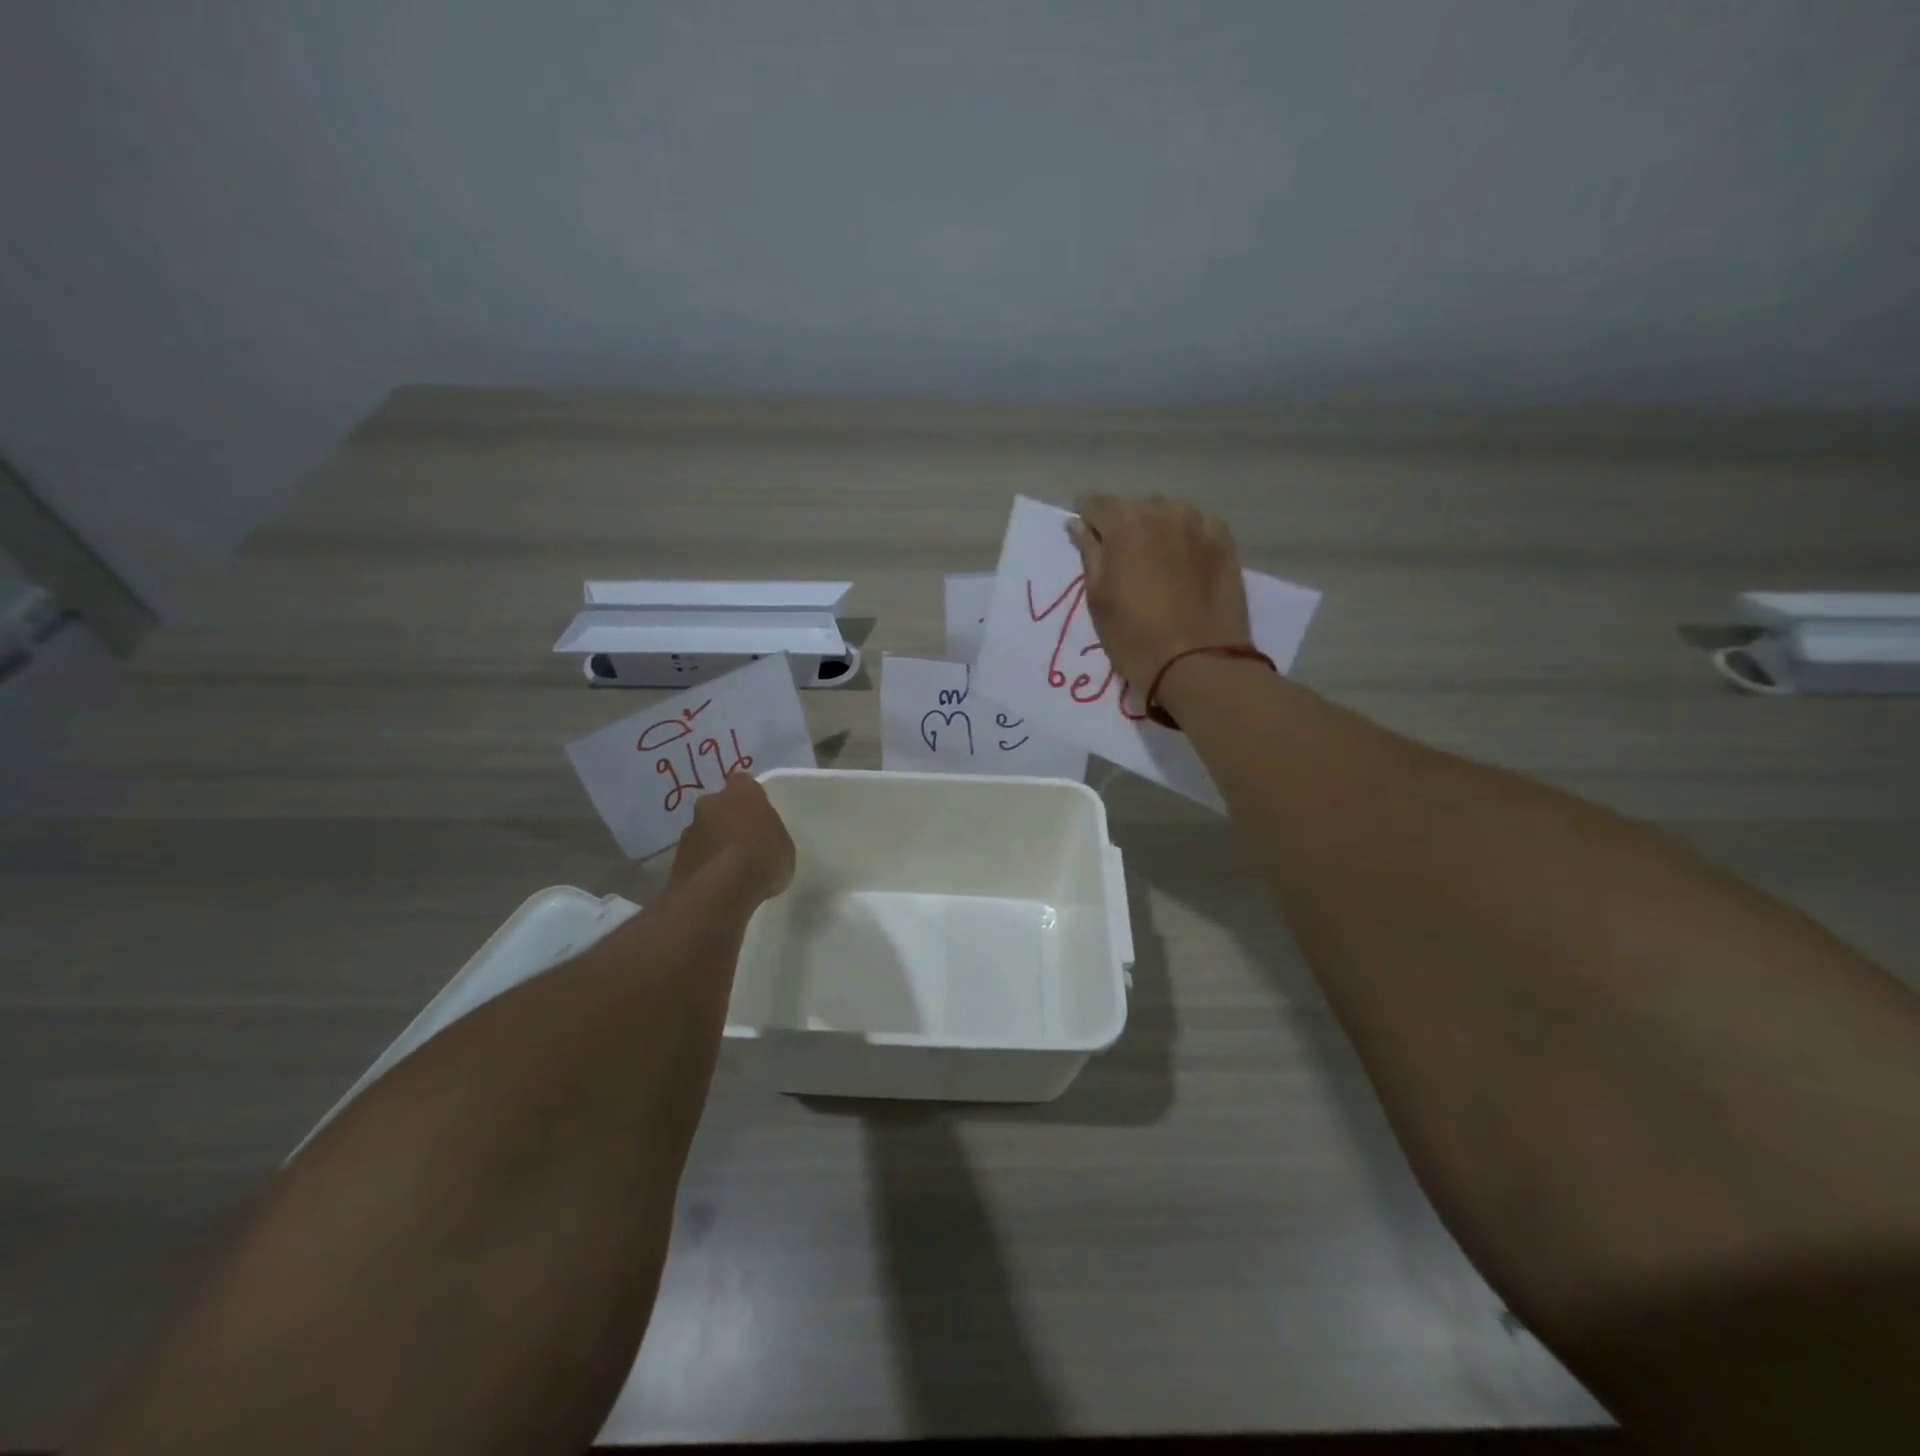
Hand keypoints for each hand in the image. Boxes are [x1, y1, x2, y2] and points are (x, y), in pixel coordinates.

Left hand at [668, 772, 794, 902]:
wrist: (720, 890)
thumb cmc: (762, 858)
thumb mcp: (784, 845)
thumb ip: (770, 834)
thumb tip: (760, 838)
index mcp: (741, 793)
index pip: (743, 781)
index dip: (749, 796)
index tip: (756, 811)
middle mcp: (710, 803)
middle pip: (717, 805)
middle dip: (726, 818)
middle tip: (741, 840)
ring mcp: (689, 831)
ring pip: (703, 830)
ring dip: (712, 842)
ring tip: (727, 867)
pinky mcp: (676, 858)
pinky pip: (694, 856)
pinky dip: (703, 864)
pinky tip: (715, 882)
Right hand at [1066, 494, 1251, 691]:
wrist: (1198, 662)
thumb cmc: (1133, 635)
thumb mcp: (1097, 598)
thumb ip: (1089, 553)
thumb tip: (1078, 525)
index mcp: (1124, 523)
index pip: (1095, 503)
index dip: (1087, 519)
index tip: (1085, 537)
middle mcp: (1163, 511)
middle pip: (1134, 508)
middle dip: (1124, 527)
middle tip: (1122, 561)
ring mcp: (1199, 524)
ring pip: (1168, 515)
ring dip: (1157, 531)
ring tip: (1155, 564)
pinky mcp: (1225, 542)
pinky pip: (1197, 528)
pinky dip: (1186, 539)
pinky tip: (1184, 566)